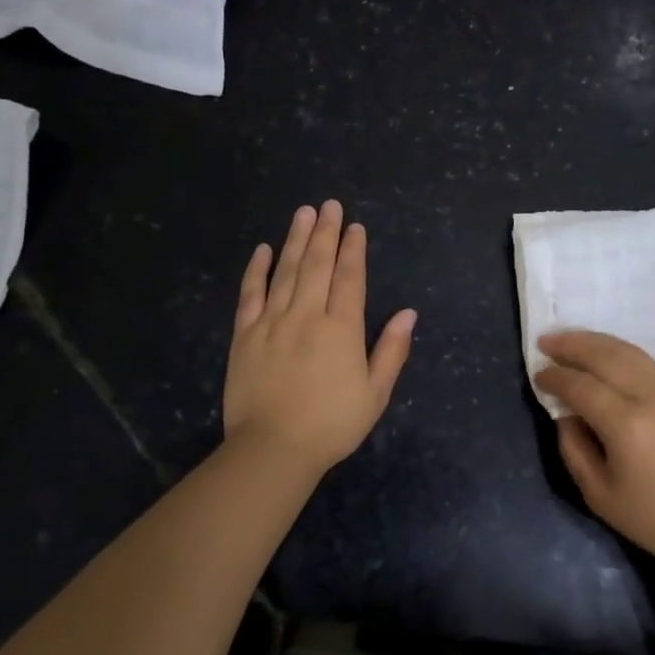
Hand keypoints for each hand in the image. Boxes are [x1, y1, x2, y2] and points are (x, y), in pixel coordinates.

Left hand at [223, 200, 416, 477]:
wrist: (273, 449)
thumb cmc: (332, 425)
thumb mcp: (375, 393)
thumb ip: (391, 350)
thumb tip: (409, 313)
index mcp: (341, 329)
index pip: (349, 278)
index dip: (353, 250)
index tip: (355, 227)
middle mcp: (307, 315)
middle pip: (317, 264)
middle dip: (325, 232)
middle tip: (329, 205)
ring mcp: (272, 322)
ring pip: (286, 271)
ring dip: (296, 239)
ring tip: (303, 213)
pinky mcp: (245, 334)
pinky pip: (250, 294)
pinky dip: (257, 269)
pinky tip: (264, 249)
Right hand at [535, 331, 654, 579]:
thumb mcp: (599, 495)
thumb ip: (573, 448)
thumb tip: (565, 415)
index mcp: (626, 425)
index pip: (581, 386)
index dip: (555, 378)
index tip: (537, 375)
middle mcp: (650, 397)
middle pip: (605, 356)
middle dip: (571, 345)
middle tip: (545, 341)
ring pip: (627, 351)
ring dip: (595, 341)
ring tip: (569, 339)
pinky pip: (645, 361)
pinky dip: (619, 350)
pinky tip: (604, 354)